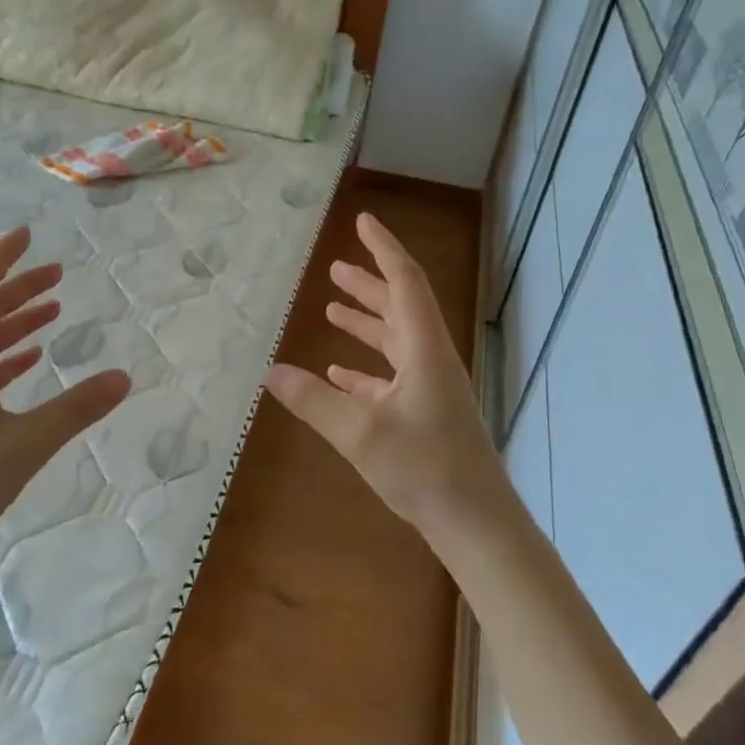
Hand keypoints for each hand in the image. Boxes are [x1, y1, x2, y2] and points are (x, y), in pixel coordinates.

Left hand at [0, 226, 129, 565]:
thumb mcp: (24, 445)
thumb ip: (75, 410)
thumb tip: (124, 377)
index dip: (1, 259)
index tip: (27, 235)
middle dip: (18, 287)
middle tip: (57, 272)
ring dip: (17, 320)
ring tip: (53, 307)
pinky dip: (10, 357)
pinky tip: (30, 358)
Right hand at [264, 212, 511, 544]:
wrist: (475, 523)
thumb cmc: (425, 469)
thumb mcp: (360, 433)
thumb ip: (313, 401)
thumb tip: (268, 371)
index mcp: (424, 350)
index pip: (405, 283)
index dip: (384, 249)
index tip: (364, 222)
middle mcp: (430, 361)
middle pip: (400, 308)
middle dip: (369, 284)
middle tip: (337, 266)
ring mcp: (430, 390)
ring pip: (395, 343)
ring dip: (366, 323)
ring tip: (333, 309)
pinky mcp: (425, 416)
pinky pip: (390, 379)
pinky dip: (364, 369)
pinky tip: (338, 374)